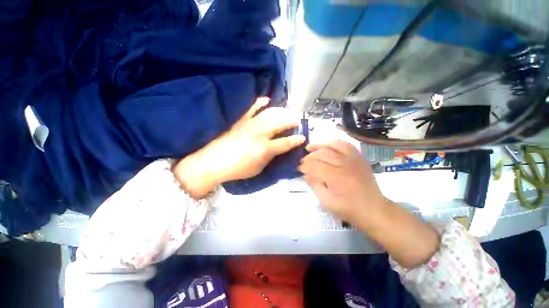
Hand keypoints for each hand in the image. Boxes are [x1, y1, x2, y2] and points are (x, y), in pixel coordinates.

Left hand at [174, 97, 305, 197]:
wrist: (214, 162)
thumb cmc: (239, 169)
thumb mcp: (259, 168)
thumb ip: (270, 157)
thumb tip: (277, 149)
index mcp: (266, 148)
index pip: (286, 142)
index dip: (296, 140)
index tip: (303, 137)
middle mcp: (261, 133)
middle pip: (281, 124)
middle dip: (292, 121)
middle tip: (297, 119)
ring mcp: (251, 124)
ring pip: (270, 113)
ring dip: (281, 111)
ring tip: (286, 111)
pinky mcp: (241, 119)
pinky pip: (252, 107)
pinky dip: (260, 102)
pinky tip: (266, 100)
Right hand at [298, 140, 386, 222]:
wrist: (374, 209)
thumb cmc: (349, 209)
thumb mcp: (327, 202)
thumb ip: (314, 185)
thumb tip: (305, 174)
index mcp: (337, 178)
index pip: (315, 166)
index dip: (304, 167)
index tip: (298, 169)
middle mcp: (345, 165)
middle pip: (322, 154)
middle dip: (309, 157)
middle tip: (302, 162)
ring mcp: (354, 159)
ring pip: (332, 145)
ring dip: (319, 145)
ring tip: (309, 148)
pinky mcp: (359, 157)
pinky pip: (344, 144)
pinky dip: (333, 142)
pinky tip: (326, 145)